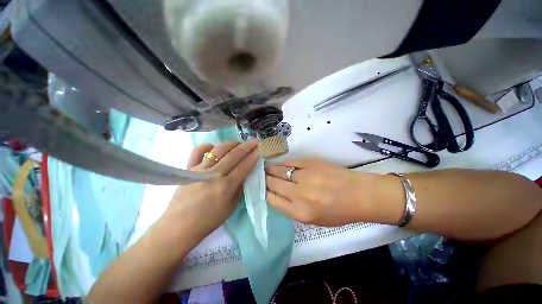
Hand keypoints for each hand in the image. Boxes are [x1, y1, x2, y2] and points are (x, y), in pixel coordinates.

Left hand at [160, 141, 258, 240]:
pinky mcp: (189, 169)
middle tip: (254, 141)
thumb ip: (240, 188)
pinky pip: (197, 152)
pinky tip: (213, 146)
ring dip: (231, 144)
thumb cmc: (208, 220)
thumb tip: (245, 174)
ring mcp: (200, 170)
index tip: (260, 150)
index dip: (253, 157)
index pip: (244, 166)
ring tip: (238, 142)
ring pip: (218, 150)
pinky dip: (206, 146)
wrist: (179, 226)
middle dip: (247, 146)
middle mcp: (214, 175)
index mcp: (226, 186)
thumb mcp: (231, 207)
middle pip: (234, 155)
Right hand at [266, 158, 378, 225]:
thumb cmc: (338, 212)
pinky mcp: (311, 163)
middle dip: (264, 180)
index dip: (264, 193)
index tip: (261, 188)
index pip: (271, 199)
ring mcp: (305, 176)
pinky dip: (282, 164)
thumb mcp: (313, 220)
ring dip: (270, 170)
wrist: (360, 194)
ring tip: (265, 169)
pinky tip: (279, 165)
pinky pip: (290, 162)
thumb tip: (276, 194)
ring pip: (279, 171)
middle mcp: (300, 194)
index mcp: (300, 212)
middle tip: (260, 176)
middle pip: (272, 183)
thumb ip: (291, 208)